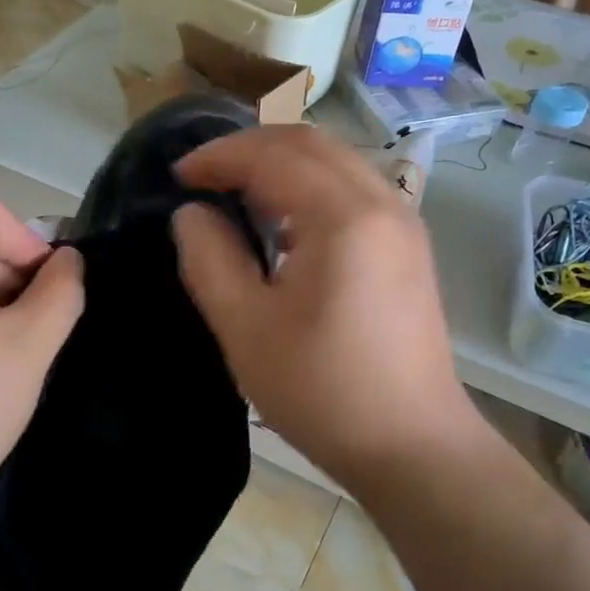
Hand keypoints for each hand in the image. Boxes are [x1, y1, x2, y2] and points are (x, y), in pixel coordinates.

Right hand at [171, 126, 485, 489]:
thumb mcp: (247, 329)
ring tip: (236, 192)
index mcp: (344, 217)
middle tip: (203, 175)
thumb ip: (210, 260)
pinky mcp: (408, 247)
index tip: (177, 176)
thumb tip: (191, 214)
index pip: (273, 156)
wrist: (412, 446)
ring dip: (282, 164)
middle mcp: (383, 203)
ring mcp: (404, 223)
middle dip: (250, 148)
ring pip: (336, 163)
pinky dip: (310, 187)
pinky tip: (283, 223)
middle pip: (311, 144)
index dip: (218, 157)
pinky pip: (354, 190)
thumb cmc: (323, 391)